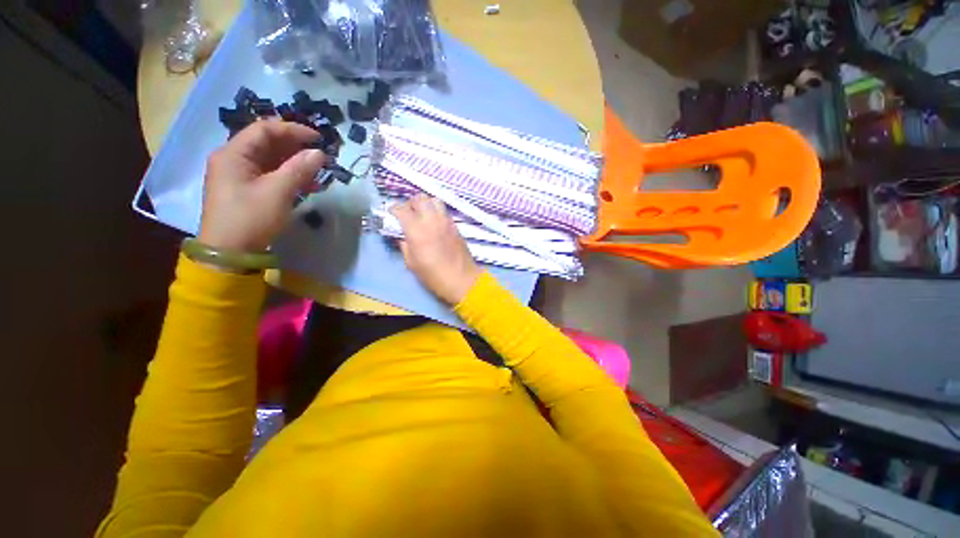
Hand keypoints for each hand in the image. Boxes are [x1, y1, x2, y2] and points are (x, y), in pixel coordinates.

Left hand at [199, 120, 326, 251]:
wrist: (230, 252)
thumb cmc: (250, 218)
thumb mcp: (277, 192)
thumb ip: (299, 170)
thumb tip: (319, 153)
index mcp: (233, 154)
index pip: (264, 130)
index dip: (292, 130)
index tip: (318, 138)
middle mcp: (233, 159)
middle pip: (267, 144)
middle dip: (295, 147)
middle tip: (320, 156)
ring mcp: (239, 176)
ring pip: (270, 161)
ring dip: (295, 164)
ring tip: (317, 173)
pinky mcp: (246, 190)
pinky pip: (270, 175)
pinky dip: (288, 177)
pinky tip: (306, 186)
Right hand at [391, 194, 481, 303]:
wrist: (461, 279)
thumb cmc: (433, 275)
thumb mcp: (411, 263)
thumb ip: (403, 245)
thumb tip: (400, 235)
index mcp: (417, 230)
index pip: (401, 209)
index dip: (393, 210)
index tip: (391, 216)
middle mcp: (432, 220)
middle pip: (419, 198)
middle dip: (410, 203)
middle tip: (408, 214)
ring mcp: (446, 221)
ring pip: (434, 200)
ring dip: (425, 204)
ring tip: (422, 216)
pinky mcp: (455, 225)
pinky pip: (443, 210)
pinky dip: (436, 212)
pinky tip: (434, 224)